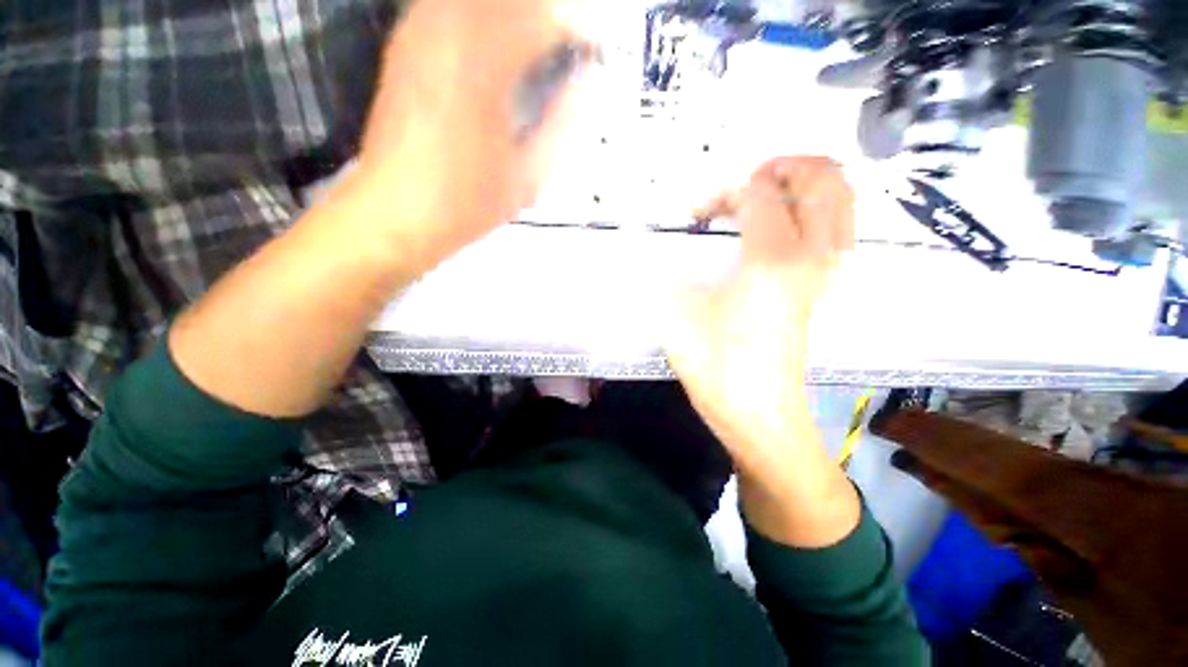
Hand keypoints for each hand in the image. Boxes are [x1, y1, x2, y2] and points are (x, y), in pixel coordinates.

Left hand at [351, 0, 596, 272]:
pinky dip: (476, 17)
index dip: (574, 30)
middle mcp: (449, 35)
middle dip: (543, 15)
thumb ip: (559, 128)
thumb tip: (582, 91)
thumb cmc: (466, 202)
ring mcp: (419, 36)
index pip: (542, 21)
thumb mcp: (526, 177)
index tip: (589, 50)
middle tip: (562, 43)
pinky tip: (489, 43)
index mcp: (485, 67)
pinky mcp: (403, 49)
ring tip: (531, 45)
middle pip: (509, 0)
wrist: (397, 212)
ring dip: (511, 13)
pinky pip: (443, 7)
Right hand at [666, 156, 858, 545]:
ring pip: (841, 200)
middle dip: (784, 167)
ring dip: (806, 184)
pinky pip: (838, 228)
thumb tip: (652, 247)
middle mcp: (812, 256)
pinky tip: (782, 226)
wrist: (758, 412)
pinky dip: (816, 210)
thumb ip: (667, 268)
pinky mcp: (827, 288)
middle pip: (823, 178)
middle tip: (745, 183)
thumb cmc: (716, 364)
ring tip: (766, 197)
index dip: (722, 192)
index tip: (695, 214)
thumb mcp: (677, 312)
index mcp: (772, 258)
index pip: (758, 193)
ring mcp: (827, 272)